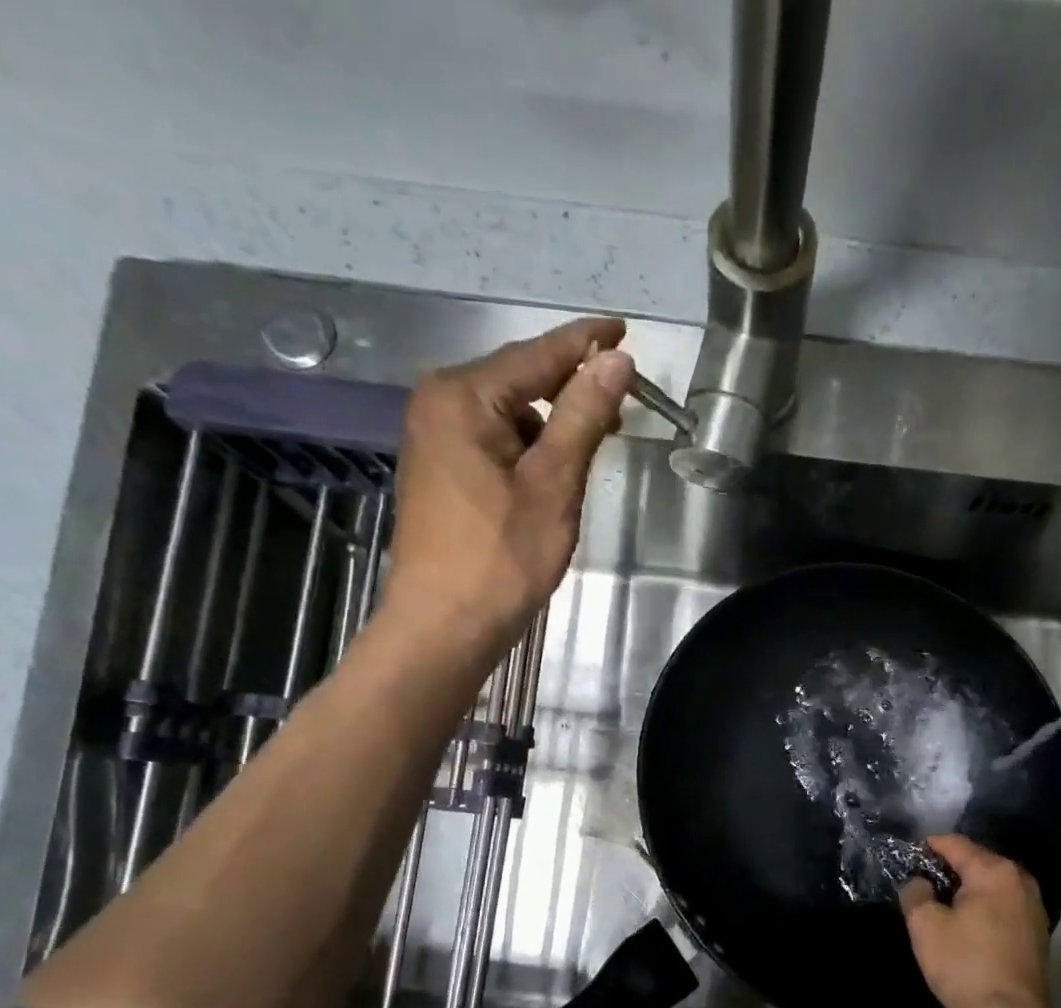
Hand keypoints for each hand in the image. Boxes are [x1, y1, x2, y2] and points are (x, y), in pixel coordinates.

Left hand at [381, 317, 634, 650]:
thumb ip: (583, 416)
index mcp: (462, 397)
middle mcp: (440, 405)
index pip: (537, 355)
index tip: (623, 329)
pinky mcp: (442, 472)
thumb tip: (616, 360)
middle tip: (624, 396)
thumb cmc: (501, 557)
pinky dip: (532, 448)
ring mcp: (436, 440)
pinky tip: (558, 469)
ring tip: (597, 440)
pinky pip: (496, 441)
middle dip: (572, 387)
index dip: (585, 343)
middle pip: (521, 381)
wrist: (444, 625)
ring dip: (555, 423)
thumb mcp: (553, 483)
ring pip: (511, 415)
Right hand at [899, 834, 1052, 1007]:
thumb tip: (920, 883)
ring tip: (939, 907)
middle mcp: (1020, 881)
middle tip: (920, 886)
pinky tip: (964, 927)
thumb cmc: (965, 966)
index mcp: (995, 871)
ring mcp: (1033, 907)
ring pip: (990, 886)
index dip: (927, 848)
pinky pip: (1002, 907)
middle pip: (976, 862)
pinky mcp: (1036, 933)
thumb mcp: (925, 926)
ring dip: (965, 891)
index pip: (955, 844)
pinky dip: (982, 909)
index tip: (906, 860)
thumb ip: (916, 893)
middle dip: (947, 870)